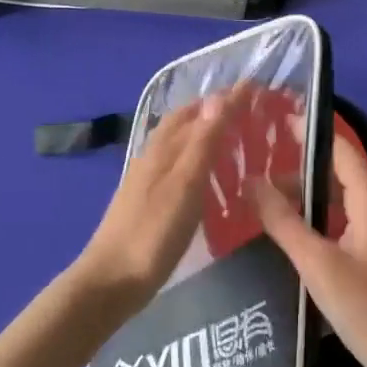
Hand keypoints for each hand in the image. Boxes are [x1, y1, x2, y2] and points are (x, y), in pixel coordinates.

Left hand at [69, 89, 243, 310]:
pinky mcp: (147, 200)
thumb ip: (202, 142)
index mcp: (164, 148)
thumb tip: (219, 97)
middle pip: (184, 122)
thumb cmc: (153, 233)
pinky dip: (195, 157)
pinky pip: (176, 165)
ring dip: (204, 131)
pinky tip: (206, 174)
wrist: (111, 280)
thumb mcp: (184, 185)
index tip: (255, 86)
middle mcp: (153, 156)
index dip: (227, 99)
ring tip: (233, 135)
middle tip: (247, 108)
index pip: (199, 111)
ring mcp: (146, 179)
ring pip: (178, 143)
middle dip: (214, 109)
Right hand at [253, 137, 366, 366]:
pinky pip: (350, 221)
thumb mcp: (316, 263)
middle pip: (340, 175)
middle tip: (257, 174)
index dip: (308, 133)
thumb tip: (251, 182)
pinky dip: (323, 219)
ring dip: (310, 198)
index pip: (340, 149)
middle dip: (300, 172)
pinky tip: (297, 235)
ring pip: (344, 200)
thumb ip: (282, 221)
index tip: (274, 121)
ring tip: (268, 204)